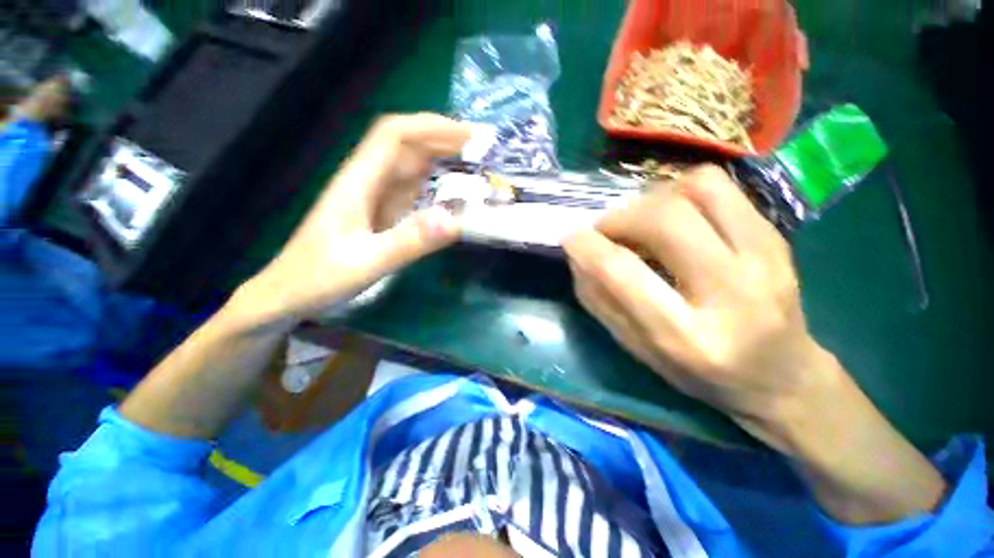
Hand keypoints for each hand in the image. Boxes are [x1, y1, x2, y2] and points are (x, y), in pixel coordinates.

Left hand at [240, 113, 471, 324]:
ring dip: (439, 161)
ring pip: (409, 167)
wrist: (290, 293)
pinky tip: (450, 194)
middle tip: (479, 150)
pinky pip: (409, 191)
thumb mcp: (368, 262)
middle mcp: (366, 181)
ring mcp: (373, 197)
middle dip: (441, 140)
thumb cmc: (319, 277)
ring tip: (472, 167)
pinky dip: (432, 186)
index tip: (466, 134)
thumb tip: (455, 221)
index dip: (430, 127)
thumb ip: (410, 242)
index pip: (393, 135)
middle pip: (405, 146)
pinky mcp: (379, 214)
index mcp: (358, 181)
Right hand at [563, 165, 829, 435]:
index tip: (571, 237)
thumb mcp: (637, 349)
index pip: (623, 272)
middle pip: (663, 220)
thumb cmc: (699, 373)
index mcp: (686, 337)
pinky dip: (681, 191)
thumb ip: (600, 301)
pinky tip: (673, 215)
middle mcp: (731, 293)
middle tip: (606, 232)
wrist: (782, 376)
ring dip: (650, 200)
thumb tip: (578, 255)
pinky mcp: (776, 237)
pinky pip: (719, 186)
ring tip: (640, 224)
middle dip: (619, 218)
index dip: (587, 247)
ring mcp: (764, 259)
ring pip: (695, 190)